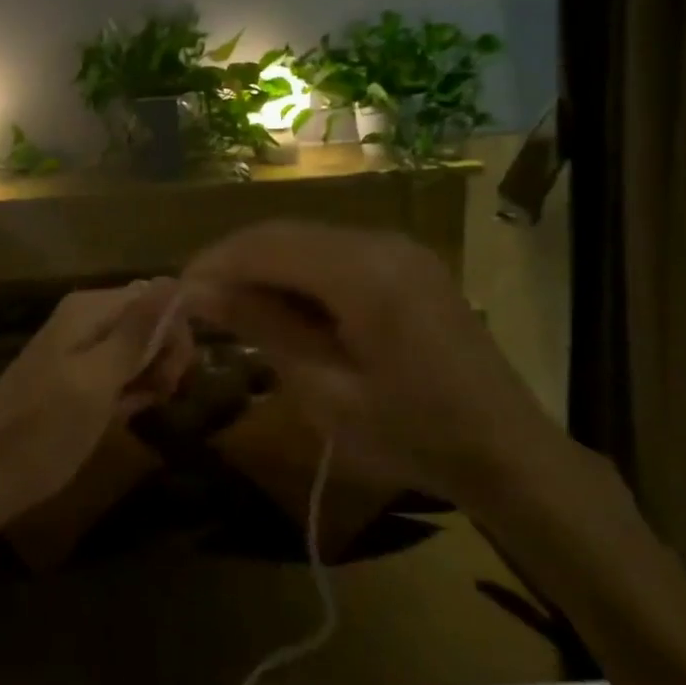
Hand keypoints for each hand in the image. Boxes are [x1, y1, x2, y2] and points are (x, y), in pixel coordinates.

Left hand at [0, 280, 192, 531]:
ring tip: (146, 407)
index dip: (175, 331)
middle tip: (164, 394)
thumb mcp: (96, 380)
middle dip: (166, 354)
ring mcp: (79, 352)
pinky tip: (130, 413)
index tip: (177, 374)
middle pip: (147, 321)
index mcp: (88, 310)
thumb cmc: (42, 429)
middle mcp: (84, 321)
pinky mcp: (76, 382)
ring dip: (152, 375)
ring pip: (137, 350)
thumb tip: (172, 281)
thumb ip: (134, 332)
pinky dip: (131, 391)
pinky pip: (119, 374)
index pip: (154, 296)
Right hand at [181, 222, 554, 501]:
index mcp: (364, 273)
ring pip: (304, 238)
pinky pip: (332, 251)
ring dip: (262, 266)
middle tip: (198, 303)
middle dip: (233, 262)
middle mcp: (380, 242)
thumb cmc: (412, 434)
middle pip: (282, 233)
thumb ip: (261, 326)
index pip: (265, 245)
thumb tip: (197, 290)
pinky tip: (282, 306)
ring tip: (232, 307)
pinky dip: (295, 272)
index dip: (214, 263)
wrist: (507, 452)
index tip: (177, 294)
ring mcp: (397, 247)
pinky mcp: (405, 261)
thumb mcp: (324, 389)